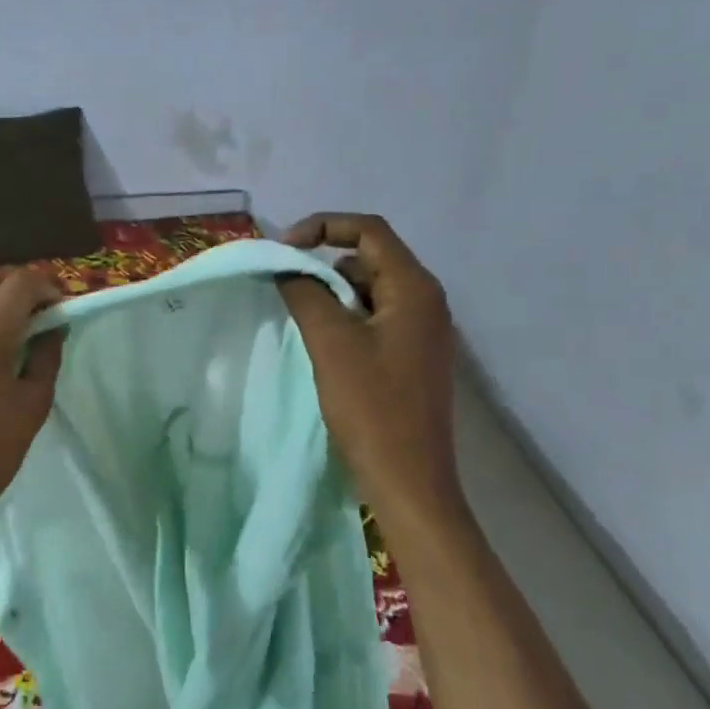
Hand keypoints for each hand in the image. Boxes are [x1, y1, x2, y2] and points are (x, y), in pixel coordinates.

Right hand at [279, 213, 463, 525]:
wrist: (408, 481)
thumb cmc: (372, 409)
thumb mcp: (331, 344)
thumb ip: (306, 295)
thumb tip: (287, 266)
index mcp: (415, 289)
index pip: (370, 231)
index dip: (323, 227)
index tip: (283, 249)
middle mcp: (426, 302)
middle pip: (371, 259)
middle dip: (325, 266)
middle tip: (287, 290)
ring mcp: (422, 332)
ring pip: (371, 292)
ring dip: (334, 297)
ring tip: (303, 323)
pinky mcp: (413, 358)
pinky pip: (376, 321)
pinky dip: (347, 321)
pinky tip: (324, 348)